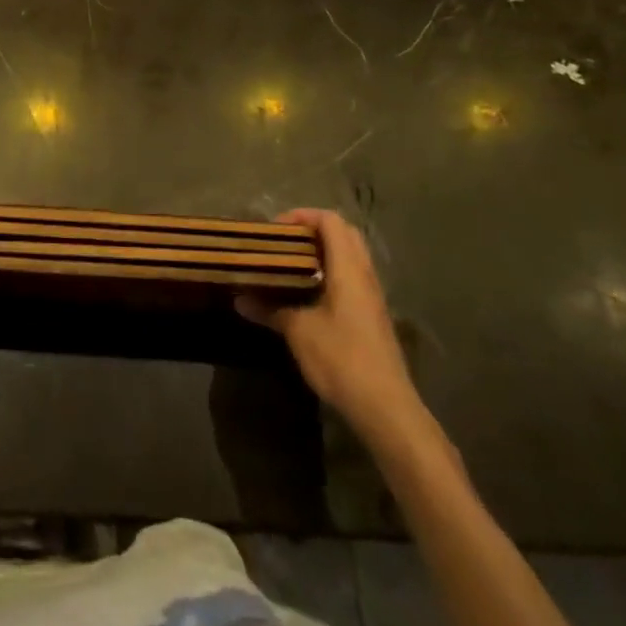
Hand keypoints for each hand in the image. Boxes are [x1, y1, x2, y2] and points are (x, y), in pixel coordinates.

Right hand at [237, 208, 424, 446]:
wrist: (386, 408)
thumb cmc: (342, 359)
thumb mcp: (298, 332)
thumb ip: (269, 310)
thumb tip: (239, 299)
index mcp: (349, 269)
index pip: (331, 221)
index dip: (302, 216)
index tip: (275, 230)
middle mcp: (365, 276)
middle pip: (344, 234)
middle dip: (313, 231)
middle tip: (284, 243)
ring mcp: (372, 297)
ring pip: (350, 257)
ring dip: (322, 253)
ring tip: (290, 266)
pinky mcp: (372, 317)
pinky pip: (351, 279)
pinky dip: (329, 274)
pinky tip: (307, 295)